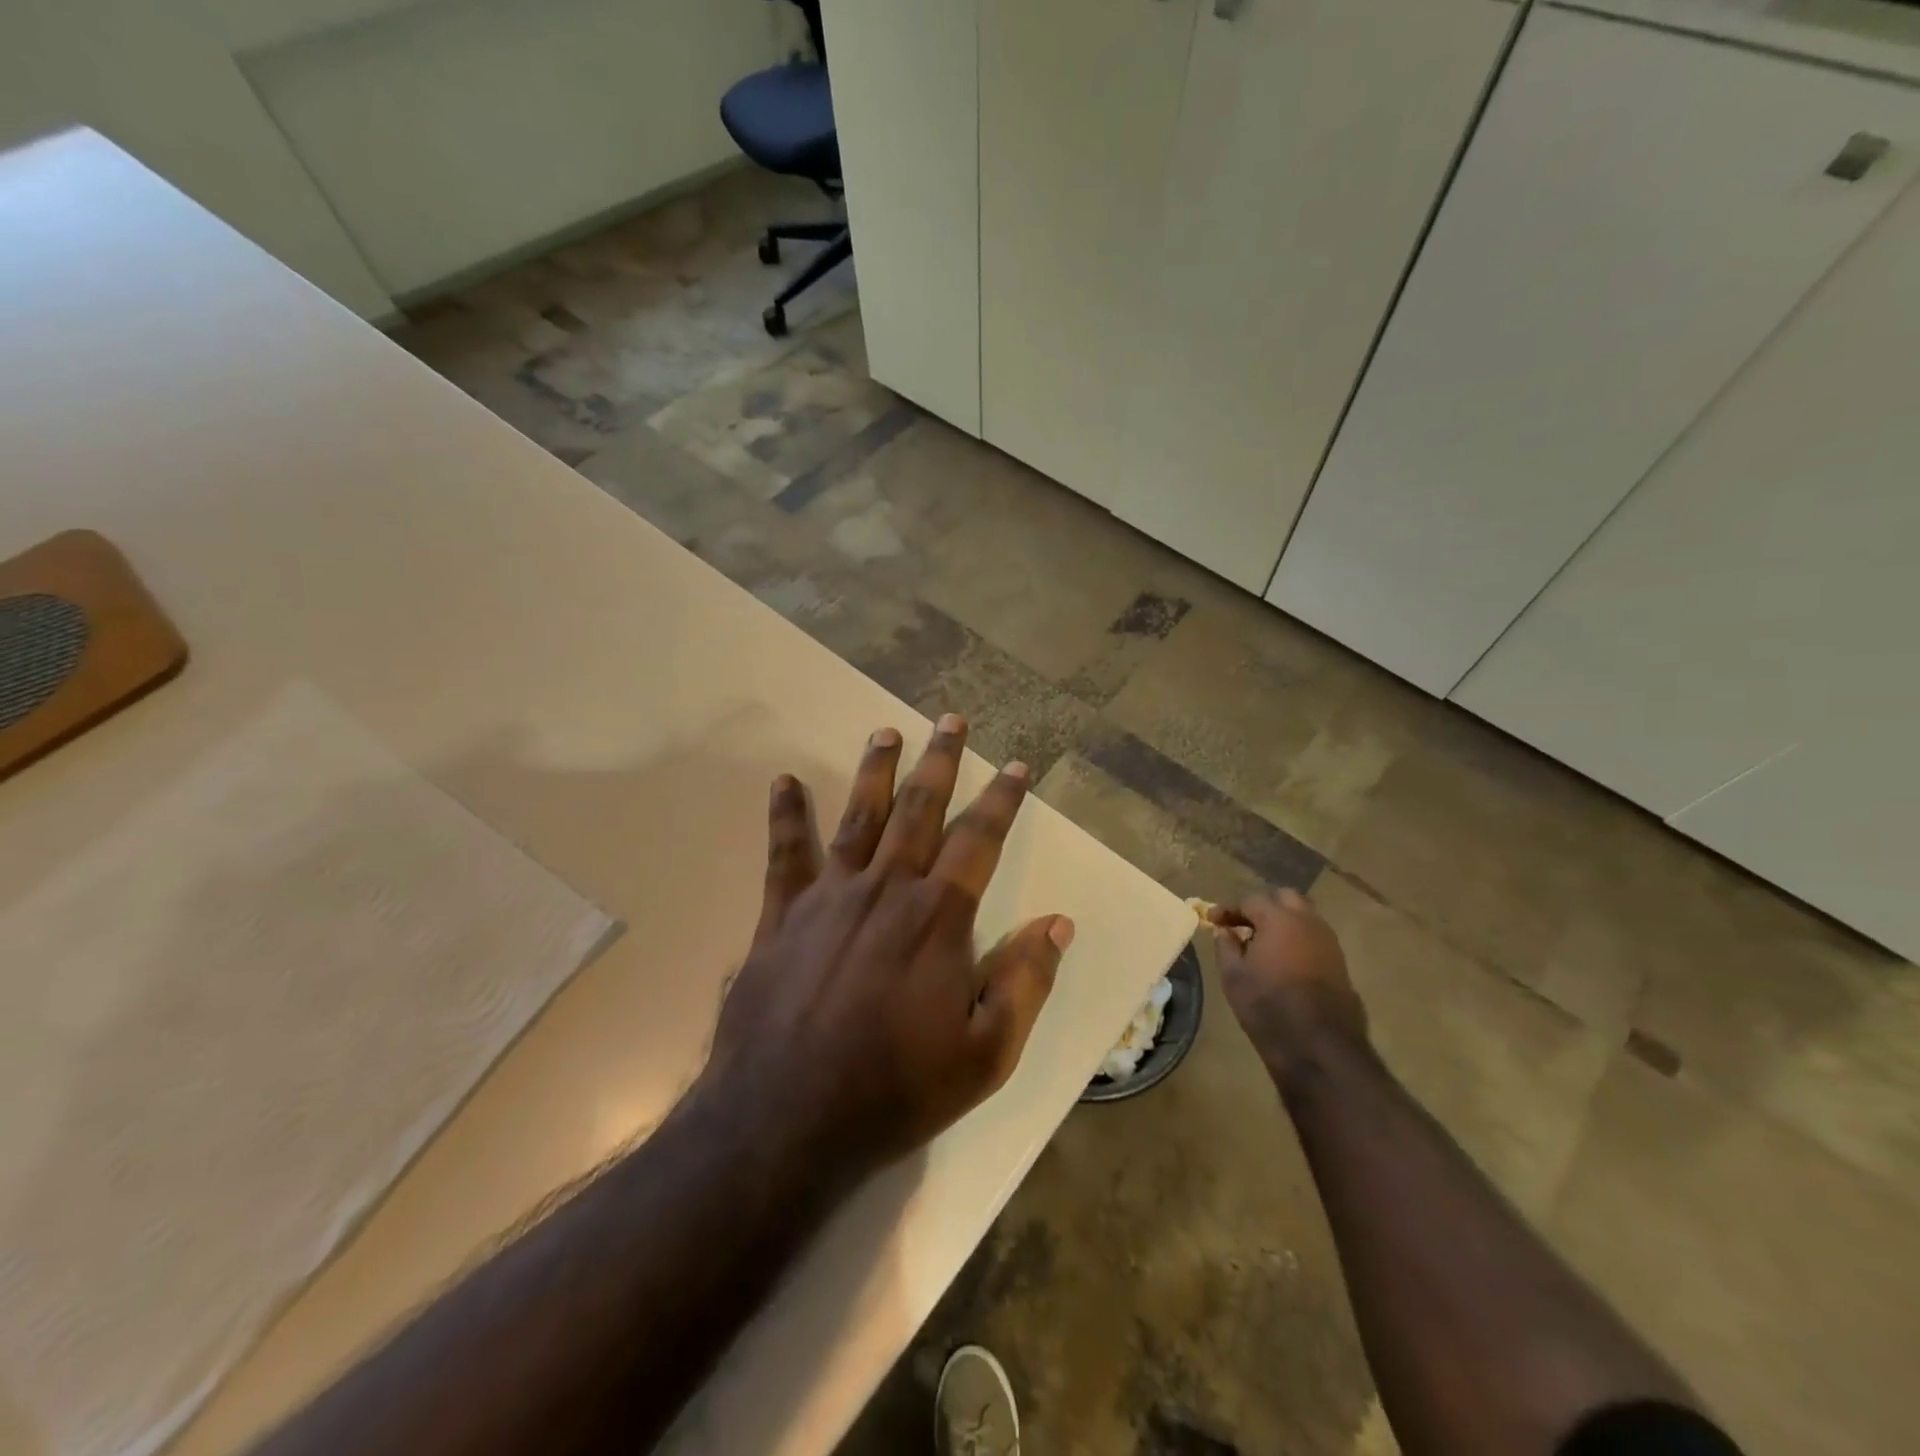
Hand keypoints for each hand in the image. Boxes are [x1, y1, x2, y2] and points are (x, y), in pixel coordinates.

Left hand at [703, 715, 1074, 1185]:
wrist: (785, 1119)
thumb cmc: (896, 1089)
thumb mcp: (986, 1054)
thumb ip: (1025, 982)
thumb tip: (1059, 922)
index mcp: (939, 917)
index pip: (980, 840)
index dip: (1002, 800)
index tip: (1017, 766)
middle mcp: (887, 888)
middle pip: (919, 809)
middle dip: (940, 762)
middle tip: (951, 720)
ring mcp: (830, 895)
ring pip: (860, 816)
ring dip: (876, 770)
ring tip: (886, 730)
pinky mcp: (782, 914)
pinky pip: (786, 853)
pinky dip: (787, 814)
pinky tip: (786, 782)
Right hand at [1209, 889, 1367, 1081]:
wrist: (1319, 1045)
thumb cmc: (1268, 1006)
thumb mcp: (1233, 976)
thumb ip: (1226, 946)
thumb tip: (1225, 931)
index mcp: (1279, 919)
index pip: (1250, 900)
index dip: (1229, 909)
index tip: (1212, 920)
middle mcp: (1308, 922)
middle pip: (1284, 898)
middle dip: (1262, 906)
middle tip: (1242, 923)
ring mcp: (1328, 942)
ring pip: (1304, 916)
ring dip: (1282, 921)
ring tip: (1262, 941)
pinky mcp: (1339, 962)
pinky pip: (1314, 937)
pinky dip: (1296, 938)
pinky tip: (1283, 958)